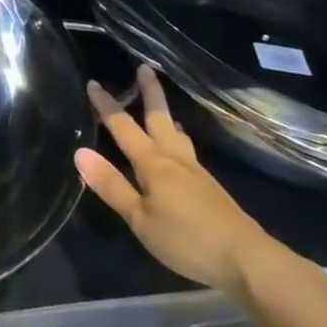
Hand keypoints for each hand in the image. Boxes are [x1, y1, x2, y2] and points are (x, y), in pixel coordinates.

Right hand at [75, 65, 288, 297]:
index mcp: (153, 163)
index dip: (106, 105)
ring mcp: (195, 171)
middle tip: (145, 67)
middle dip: (150, 92)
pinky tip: (180, 146)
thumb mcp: (140, 219)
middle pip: (158, 117)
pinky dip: (178, 137)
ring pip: (176, 133)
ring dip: (166, 114)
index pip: (123, 127)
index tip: (93, 82)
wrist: (246, 258)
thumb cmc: (186, 238)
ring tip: (163, 106)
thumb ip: (111, 185)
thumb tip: (80, 152)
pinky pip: (187, 149)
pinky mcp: (209, 186)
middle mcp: (174, 158)